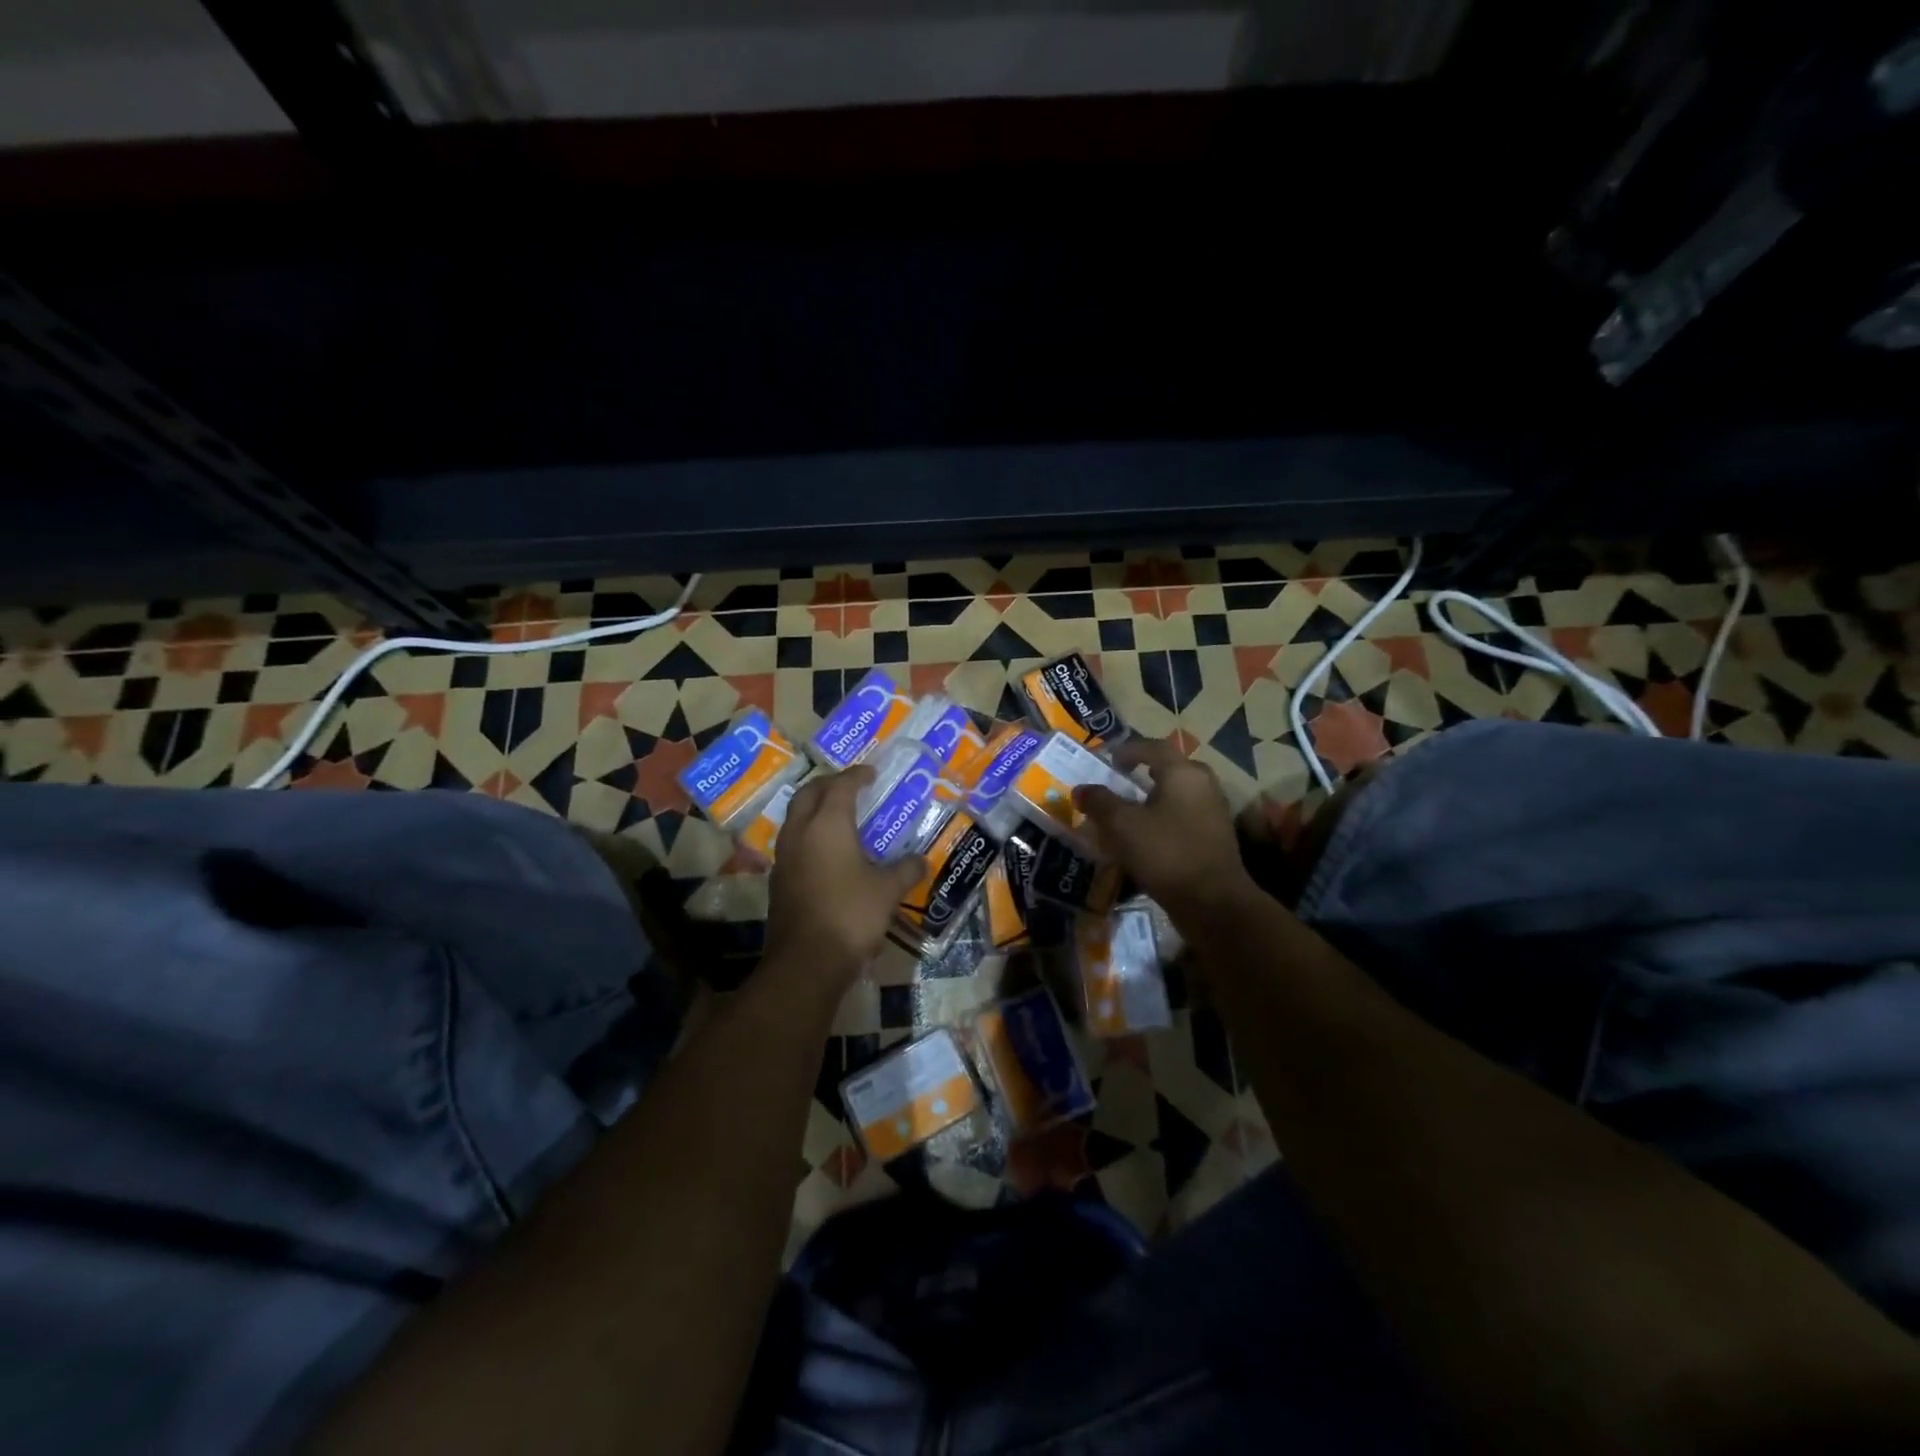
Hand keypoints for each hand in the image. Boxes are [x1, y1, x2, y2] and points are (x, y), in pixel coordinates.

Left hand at [765, 766, 925, 981]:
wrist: (805, 962)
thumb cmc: (851, 916)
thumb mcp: (887, 892)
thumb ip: (905, 870)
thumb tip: (921, 861)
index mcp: (828, 825)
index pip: (841, 786)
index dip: (857, 775)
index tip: (872, 773)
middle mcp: (800, 832)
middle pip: (809, 794)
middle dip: (829, 785)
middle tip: (851, 787)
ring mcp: (784, 857)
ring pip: (796, 818)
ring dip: (815, 809)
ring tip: (839, 817)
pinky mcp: (778, 880)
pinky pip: (793, 843)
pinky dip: (809, 835)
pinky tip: (827, 853)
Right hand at [1072, 739, 1254, 918]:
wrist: (1213, 902)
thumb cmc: (1165, 852)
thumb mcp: (1122, 825)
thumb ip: (1099, 802)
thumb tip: (1081, 789)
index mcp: (1183, 772)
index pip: (1152, 747)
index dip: (1126, 750)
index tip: (1106, 761)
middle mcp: (1203, 784)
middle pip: (1168, 770)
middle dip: (1141, 775)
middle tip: (1117, 784)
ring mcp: (1213, 811)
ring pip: (1176, 795)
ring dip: (1151, 800)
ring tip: (1126, 814)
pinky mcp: (1215, 837)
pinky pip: (1183, 817)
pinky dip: (1162, 820)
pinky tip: (1145, 839)